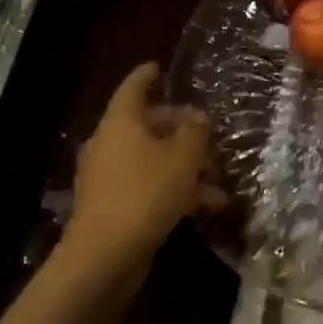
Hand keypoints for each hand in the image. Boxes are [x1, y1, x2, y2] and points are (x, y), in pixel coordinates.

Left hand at [67, 62, 208, 271]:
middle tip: (207, 132)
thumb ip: (194, 131)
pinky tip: (207, 206)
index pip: (133, 87)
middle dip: (179, 128)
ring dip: (184, 164)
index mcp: (120, 122)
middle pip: (146, 125)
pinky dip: (175, 190)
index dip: (147, 75)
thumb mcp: (182, 156)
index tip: (160, 67)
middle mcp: (109, 144)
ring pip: (151, 159)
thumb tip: (197, 117)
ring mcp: (108, 177)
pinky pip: (148, 186)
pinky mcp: (113, 207)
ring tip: (217, 176)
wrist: (105, 256)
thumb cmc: (145, 192)